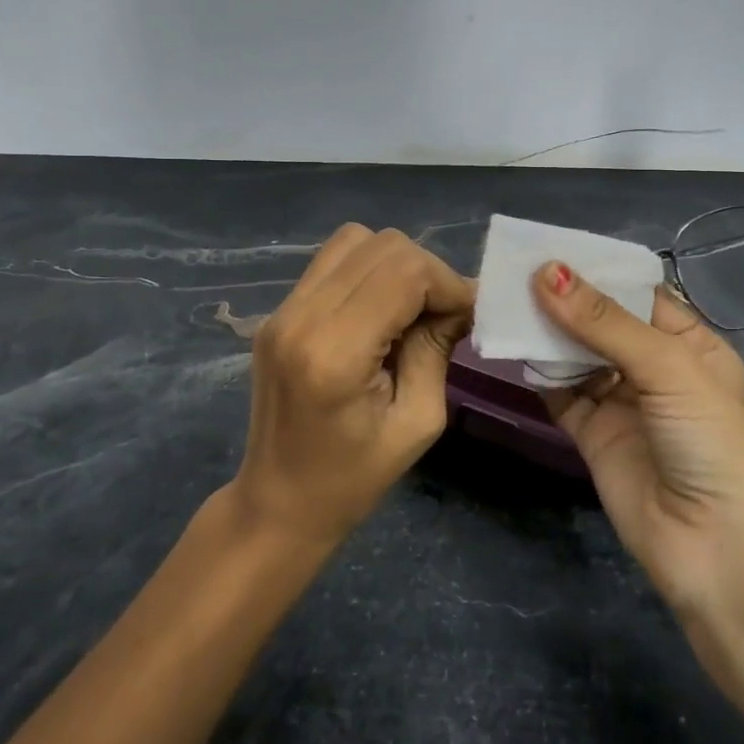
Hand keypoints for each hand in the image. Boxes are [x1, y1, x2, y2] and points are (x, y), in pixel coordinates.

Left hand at [234, 225, 473, 546]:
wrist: (277, 503)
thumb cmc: (353, 479)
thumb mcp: (418, 421)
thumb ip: (437, 348)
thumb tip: (463, 299)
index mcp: (334, 352)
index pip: (404, 272)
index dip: (447, 283)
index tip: (466, 315)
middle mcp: (301, 317)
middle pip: (381, 245)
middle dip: (426, 271)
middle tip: (441, 315)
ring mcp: (282, 309)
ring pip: (355, 239)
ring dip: (395, 264)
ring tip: (409, 309)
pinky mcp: (277, 311)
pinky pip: (332, 261)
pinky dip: (367, 270)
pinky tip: (379, 310)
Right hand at [530, 262, 743, 618]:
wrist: (715, 550)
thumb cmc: (709, 442)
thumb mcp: (668, 369)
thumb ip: (604, 322)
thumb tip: (547, 272)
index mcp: (689, 345)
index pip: (637, 295)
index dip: (597, 271)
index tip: (549, 248)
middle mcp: (654, 369)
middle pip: (601, 323)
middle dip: (564, 300)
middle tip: (514, 271)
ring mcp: (622, 402)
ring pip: (576, 356)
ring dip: (546, 333)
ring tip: (505, 302)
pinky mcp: (593, 435)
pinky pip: (560, 394)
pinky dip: (539, 373)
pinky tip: (514, 350)